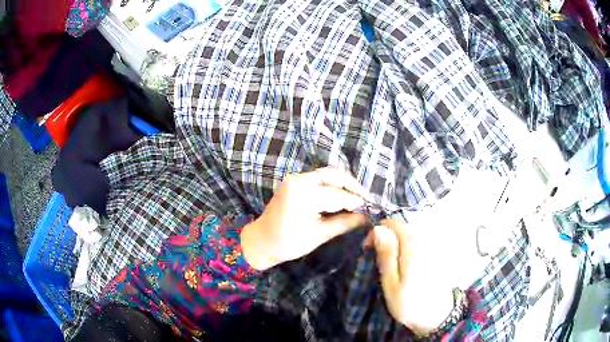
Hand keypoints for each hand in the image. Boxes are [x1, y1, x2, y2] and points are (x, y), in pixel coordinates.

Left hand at [241, 167, 368, 270]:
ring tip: (357, 196)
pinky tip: (341, 194)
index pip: (337, 195)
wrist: (261, 241)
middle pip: (333, 175)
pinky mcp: (293, 181)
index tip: (371, 207)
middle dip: (352, 185)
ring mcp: (294, 178)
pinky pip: (318, 178)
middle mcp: (298, 180)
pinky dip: (332, 184)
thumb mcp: (319, 235)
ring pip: (326, 174)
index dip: (356, 201)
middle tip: (366, 198)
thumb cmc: (287, 243)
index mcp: (303, 195)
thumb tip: (366, 218)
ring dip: (343, 183)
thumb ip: (344, 223)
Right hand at [364, 220, 453, 335]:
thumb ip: (386, 254)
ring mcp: (435, 245)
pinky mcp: (439, 253)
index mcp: (413, 244)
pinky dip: (409, 247)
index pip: (391, 224)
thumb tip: (379, 228)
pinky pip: (420, 241)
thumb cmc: (409, 303)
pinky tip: (407, 265)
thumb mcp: (391, 282)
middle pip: (402, 227)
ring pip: (411, 234)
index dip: (376, 232)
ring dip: (398, 243)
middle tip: (379, 260)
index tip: (368, 249)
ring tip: (391, 264)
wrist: (437, 317)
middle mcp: (426, 239)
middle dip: (387, 238)